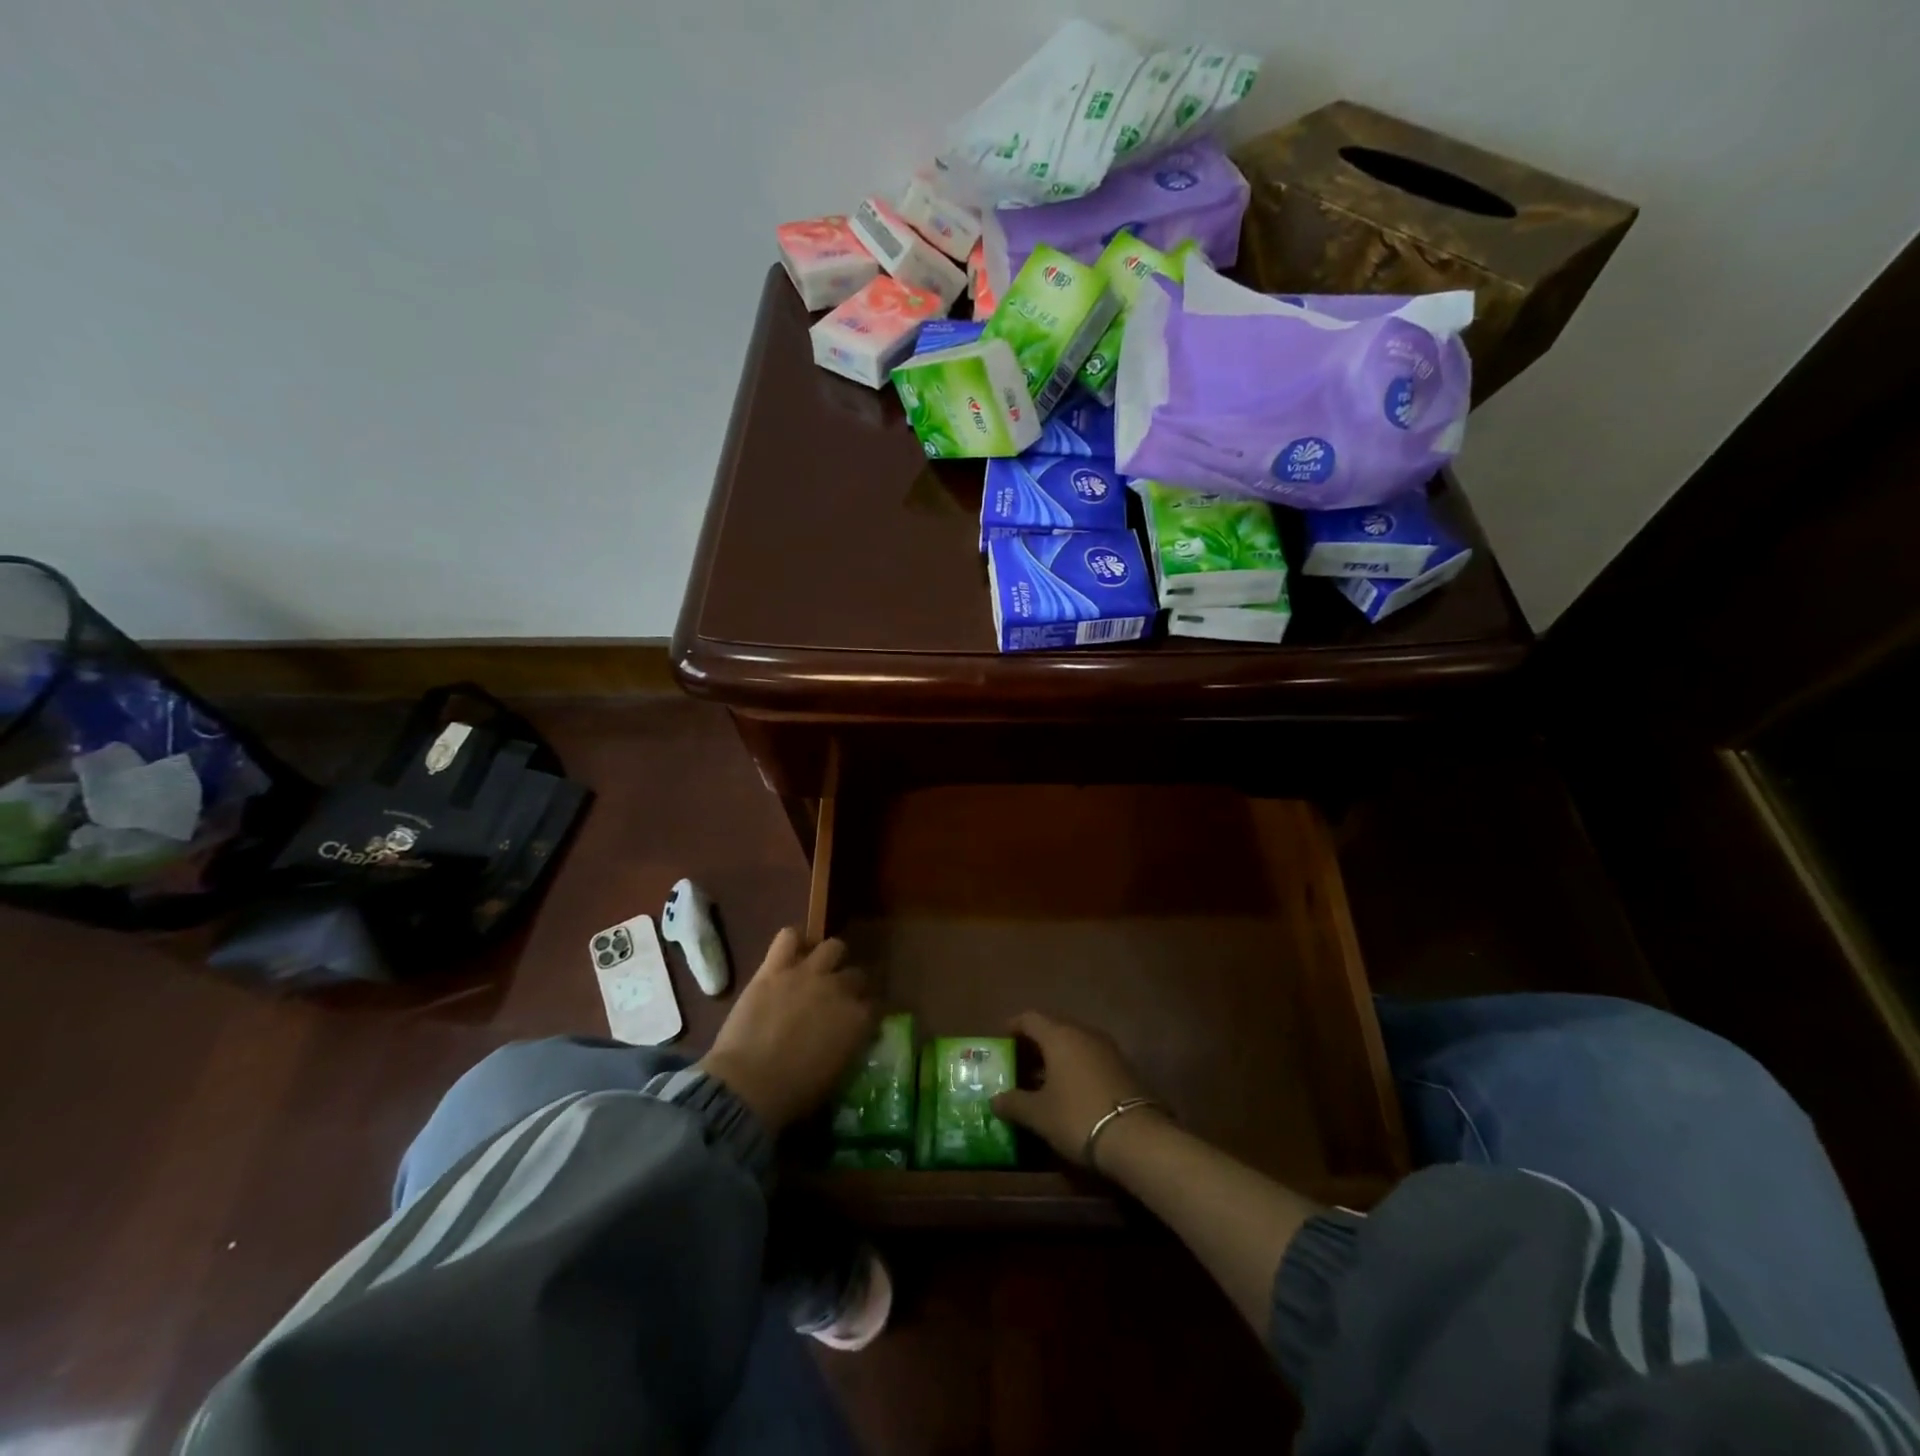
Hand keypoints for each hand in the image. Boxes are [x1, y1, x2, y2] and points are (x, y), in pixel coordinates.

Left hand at [699, 928, 876, 1133]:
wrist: (748, 1085)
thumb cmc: (794, 1094)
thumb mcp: (836, 1076)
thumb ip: (848, 1047)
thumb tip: (849, 1038)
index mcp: (858, 1019)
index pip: (876, 1005)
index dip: (867, 1012)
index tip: (860, 1022)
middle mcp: (839, 989)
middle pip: (856, 974)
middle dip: (850, 986)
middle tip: (836, 999)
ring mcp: (807, 973)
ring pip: (832, 946)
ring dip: (829, 958)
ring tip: (818, 970)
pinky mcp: (774, 968)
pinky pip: (788, 937)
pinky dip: (792, 941)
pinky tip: (790, 953)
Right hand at [991, 1012, 1158, 1168]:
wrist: (1136, 1138)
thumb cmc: (1077, 1116)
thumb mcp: (1039, 1115)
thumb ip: (1014, 1103)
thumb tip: (994, 1100)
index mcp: (1059, 1035)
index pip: (1030, 1018)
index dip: (1013, 1026)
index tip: (1002, 1040)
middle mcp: (1083, 1033)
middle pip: (1053, 1028)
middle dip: (1035, 1044)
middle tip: (1019, 1064)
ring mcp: (1107, 1048)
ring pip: (1074, 1044)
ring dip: (1056, 1058)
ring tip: (1041, 1081)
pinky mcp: (1123, 1067)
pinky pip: (1090, 1058)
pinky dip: (1075, 1068)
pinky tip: (1069, 1092)